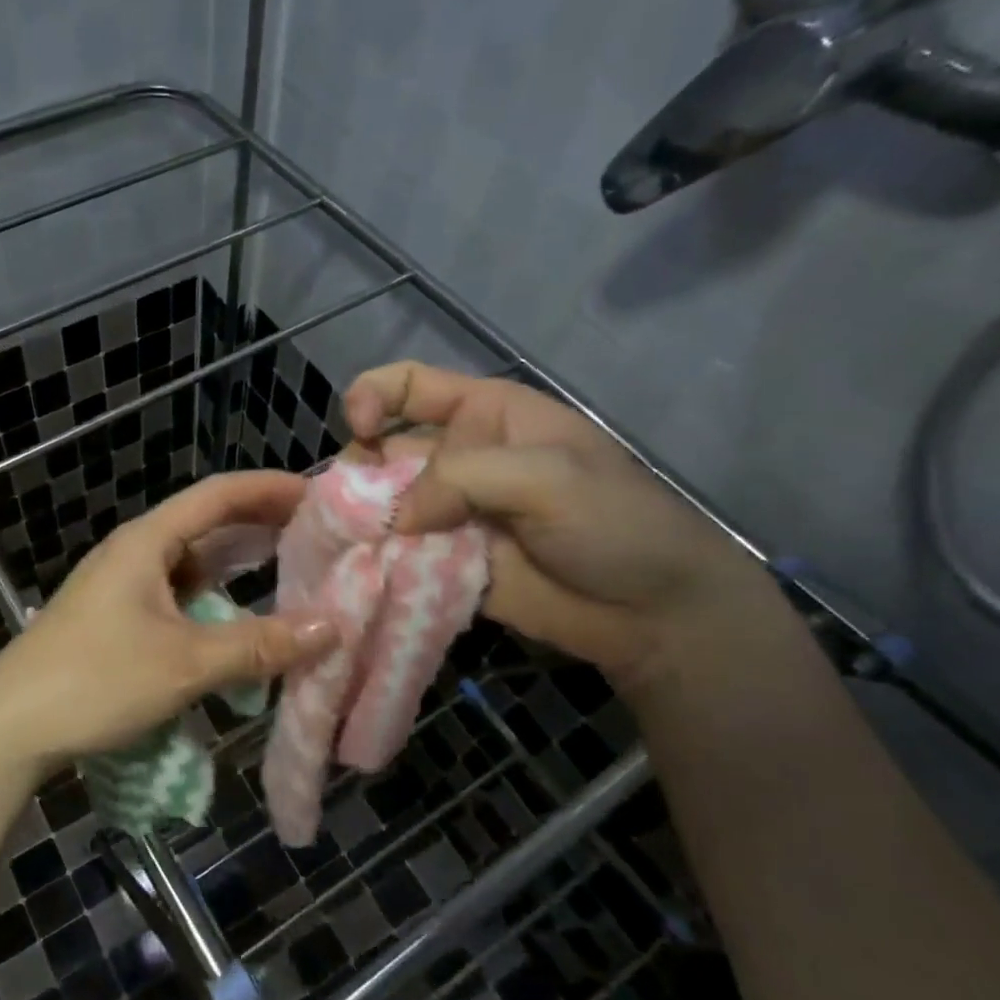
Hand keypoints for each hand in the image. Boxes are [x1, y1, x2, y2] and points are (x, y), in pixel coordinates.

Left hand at [0, 471, 335, 778]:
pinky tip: (238, 620)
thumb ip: (258, 645)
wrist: (8, 727)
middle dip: (261, 525)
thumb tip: (331, 627)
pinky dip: (214, 600)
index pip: (218, 494)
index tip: (320, 494)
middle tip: (318, 534)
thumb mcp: (184, 663)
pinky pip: (178, 596)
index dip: (270, 488)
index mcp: (147, 541)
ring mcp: (122, 586)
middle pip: (206, 523)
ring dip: (238, 565)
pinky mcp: (117, 619)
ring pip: (192, 563)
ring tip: (291, 569)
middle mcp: (134, 553)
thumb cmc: (95, 680)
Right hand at [343, 362, 782, 689]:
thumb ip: (463, 478)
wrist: (654, 614)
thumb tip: (394, 518)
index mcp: (484, 416)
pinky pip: (395, 556)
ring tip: (346, 542)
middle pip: (382, 449)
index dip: (372, 395)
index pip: (409, 386)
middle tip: (351, 508)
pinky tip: (359, 572)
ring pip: (381, 506)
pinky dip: (373, 561)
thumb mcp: (548, 478)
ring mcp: (448, 515)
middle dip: (358, 473)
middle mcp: (457, 459)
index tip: (360, 429)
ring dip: (359, 521)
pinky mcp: (443, 564)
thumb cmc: (614, 523)